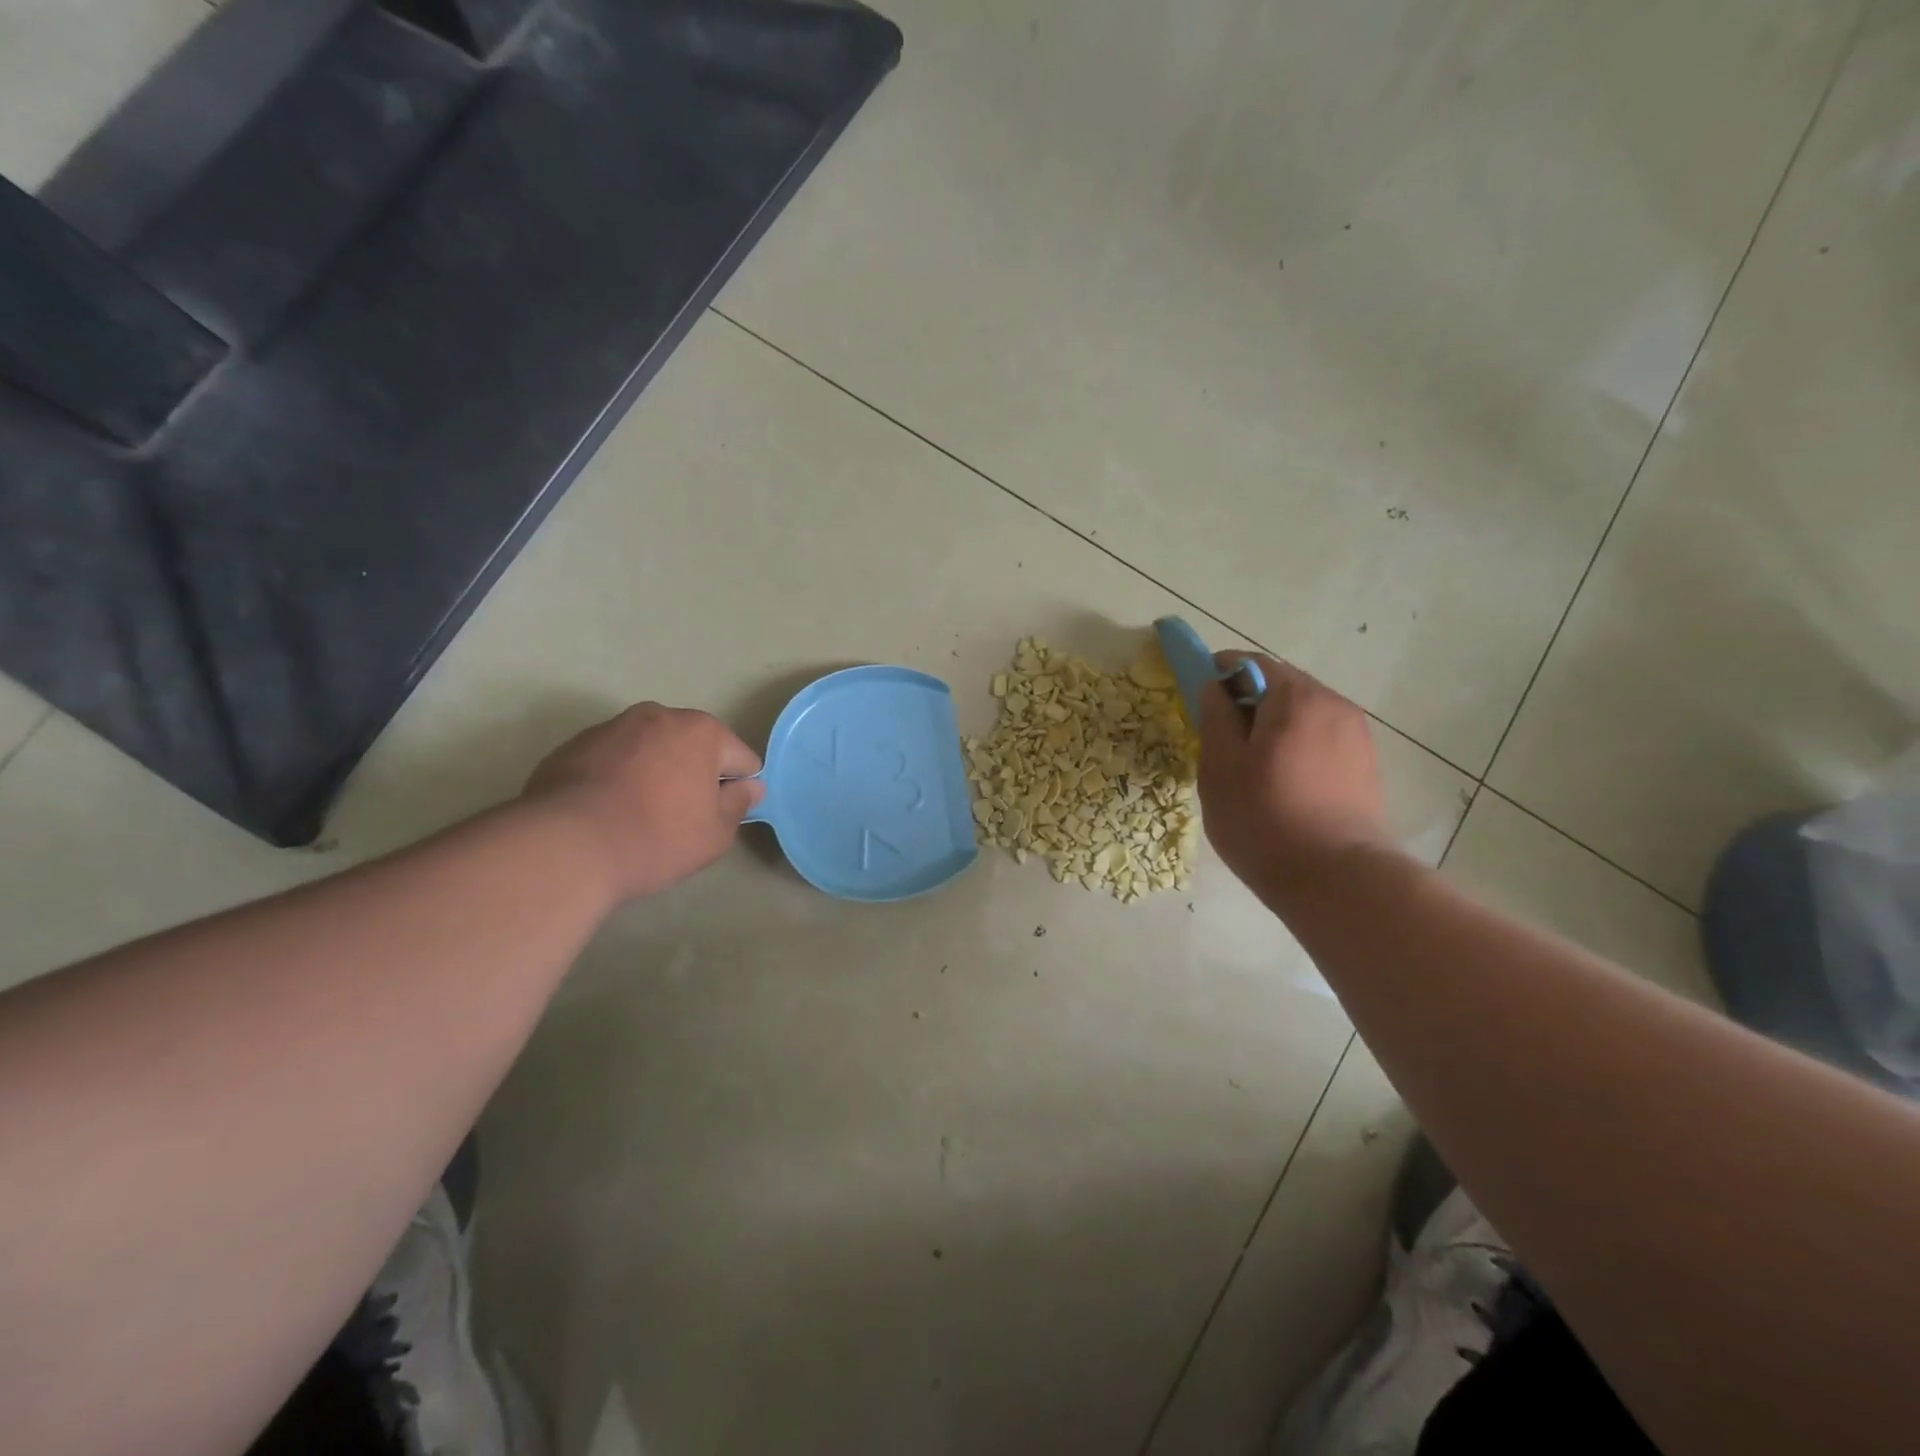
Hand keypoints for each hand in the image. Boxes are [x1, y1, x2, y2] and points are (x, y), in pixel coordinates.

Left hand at [523, 704, 765, 900]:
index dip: (738, 789)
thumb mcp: (716, 834)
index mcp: (700, 730)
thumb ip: (739, 804)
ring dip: (654, 773)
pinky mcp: (571, 747)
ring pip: (649, 750)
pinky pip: (612, 761)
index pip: (740, 758)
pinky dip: (617, 779)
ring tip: (638, 816)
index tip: (719, 816)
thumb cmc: (656, 837)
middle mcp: (657, 716)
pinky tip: (606, 814)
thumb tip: (750, 786)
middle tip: (681, 817)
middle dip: (694, 774)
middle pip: (692, 746)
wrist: (565, 847)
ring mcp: (610, 728)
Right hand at [1197, 653, 1393, 900]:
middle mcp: (1334, 705)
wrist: (1337, 880)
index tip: (1198, 694)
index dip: (1220, 672)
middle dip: (1248, 701)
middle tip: (1220, 736)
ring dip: (1274, 724)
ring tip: (1251, 765)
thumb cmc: (1264, 820)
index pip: (1252, 663)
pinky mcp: (1366, 766)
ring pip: (1304, 714)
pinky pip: (1322, 738)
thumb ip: (1215, 718)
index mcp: (1296, 698)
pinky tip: (1282, 781)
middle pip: (1282, 686)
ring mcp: (1356, 736)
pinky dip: (1297, 745)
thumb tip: (1214, 688)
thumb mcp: (1220, 768)